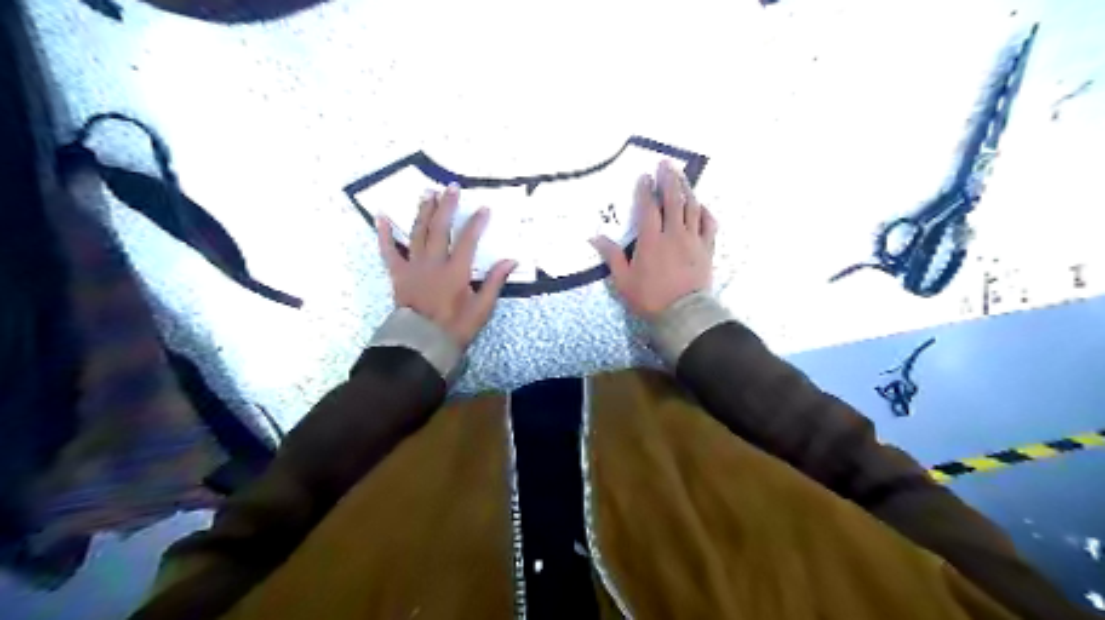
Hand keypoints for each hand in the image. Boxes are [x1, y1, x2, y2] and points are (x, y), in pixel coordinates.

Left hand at [380, 183, 517, 349]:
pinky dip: (384, 233)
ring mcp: (413, 266)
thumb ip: (495, 282)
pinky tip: (381, 216)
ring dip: (422, 211)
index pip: (468, 239)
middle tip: (451, 187)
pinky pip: (388, 250)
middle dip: (447, 206)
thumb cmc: (455, 328)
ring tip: (427, 192)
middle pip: (440, 228)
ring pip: (417, 232)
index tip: (483, 208)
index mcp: (455, 271)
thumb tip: (511, 260)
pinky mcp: (397, 273)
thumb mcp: (482, 308)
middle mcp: (433, 263)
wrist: (421, 343)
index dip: (476, 222)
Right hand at [591, 158, 721, 321]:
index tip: (644, 176)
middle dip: (669, 179)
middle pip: (673, 200)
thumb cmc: (650, 298)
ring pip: (692, 207)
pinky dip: (705, 212)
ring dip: (687, 189)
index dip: (646, 190)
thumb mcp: (624, 280)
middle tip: (666, 163)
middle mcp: (674, 234)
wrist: (683, 315)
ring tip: (681, 176)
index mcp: (651, 240)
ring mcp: (693, 240)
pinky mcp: (707, 249)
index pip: (648, 207)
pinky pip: (709, 224)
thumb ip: (612, 256)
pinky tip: (701, 205)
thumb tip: (595, 237)